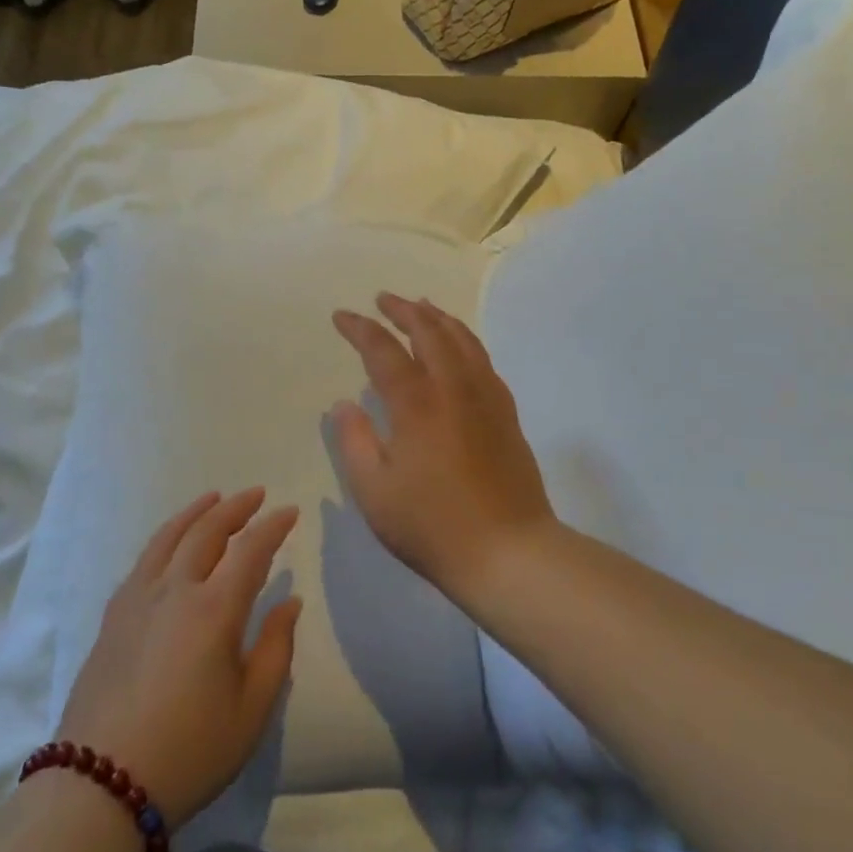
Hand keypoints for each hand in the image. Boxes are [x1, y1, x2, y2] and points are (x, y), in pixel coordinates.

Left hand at [58, 489, 300, 828]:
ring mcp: (138, 599)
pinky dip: (165, 538)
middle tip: (256, 495)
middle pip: (207, 531)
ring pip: (169, 537)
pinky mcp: (113, 617)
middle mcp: (175, 589)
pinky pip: (144, 559)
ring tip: (213, 499)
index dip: (273, 526)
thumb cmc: (189, 751)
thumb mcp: (251, 710)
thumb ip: (276, 649)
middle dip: (235, 508)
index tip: (290, 512)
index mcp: (215, 609)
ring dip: (196, 512)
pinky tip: (170, 543)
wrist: (100, 787)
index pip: (251, 549)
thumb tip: (289, 602)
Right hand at [330, 294, 556, 601]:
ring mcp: (486, 397)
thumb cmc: (432, 526)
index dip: (360, 328)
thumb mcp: (375, 492)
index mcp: (417, 404)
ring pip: (462, 339)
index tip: (342, 316)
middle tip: (383, 300)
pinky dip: (465, 340)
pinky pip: (483, 360)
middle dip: (403, 310)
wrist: (509, 551)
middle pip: (429, 331)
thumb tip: (344, 404)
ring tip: (422, 307)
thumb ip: (355, 441)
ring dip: (438, 317)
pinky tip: (459, 347)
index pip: (383, 350)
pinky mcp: (506, 412)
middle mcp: (453, 388)